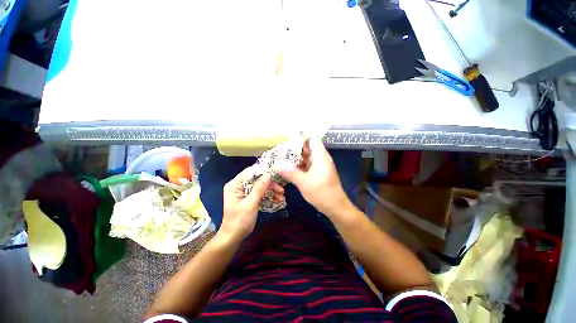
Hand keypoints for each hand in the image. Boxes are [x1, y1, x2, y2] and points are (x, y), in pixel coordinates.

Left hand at [220, 167, 284, 241]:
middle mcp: (239, 186)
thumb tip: (268, 175)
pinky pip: (260, 193)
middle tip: (281, 190)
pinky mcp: (248, 198)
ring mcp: (244, 192)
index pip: (250, 172)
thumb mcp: (250, 204)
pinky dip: (268, 196)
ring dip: (271, 191)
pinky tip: (277, 200)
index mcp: (235, 185)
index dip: (263, 173)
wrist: (233, 238)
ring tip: (282, 197)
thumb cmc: (239, 221)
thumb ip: (259, 188)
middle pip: (257, 179)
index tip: (276, 177)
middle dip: (270, 184)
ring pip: (260, 186)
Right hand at [276, 138, 350, 217]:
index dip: (301, 138)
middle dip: (295, 149)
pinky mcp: (318, 173)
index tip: (288, 140)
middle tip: (281, 150)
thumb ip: (290, 172)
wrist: (335, 207)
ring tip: (283, 158)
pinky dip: (300, 166)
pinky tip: (290, 168)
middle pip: (308, 148)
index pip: (312, 140)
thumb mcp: (303, 182)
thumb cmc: (321, 192)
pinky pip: (308, 166)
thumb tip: (276, 165)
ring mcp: (320, 166)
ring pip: (307, 158)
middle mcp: (321, 159)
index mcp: (320, 157)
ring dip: (297, 158)